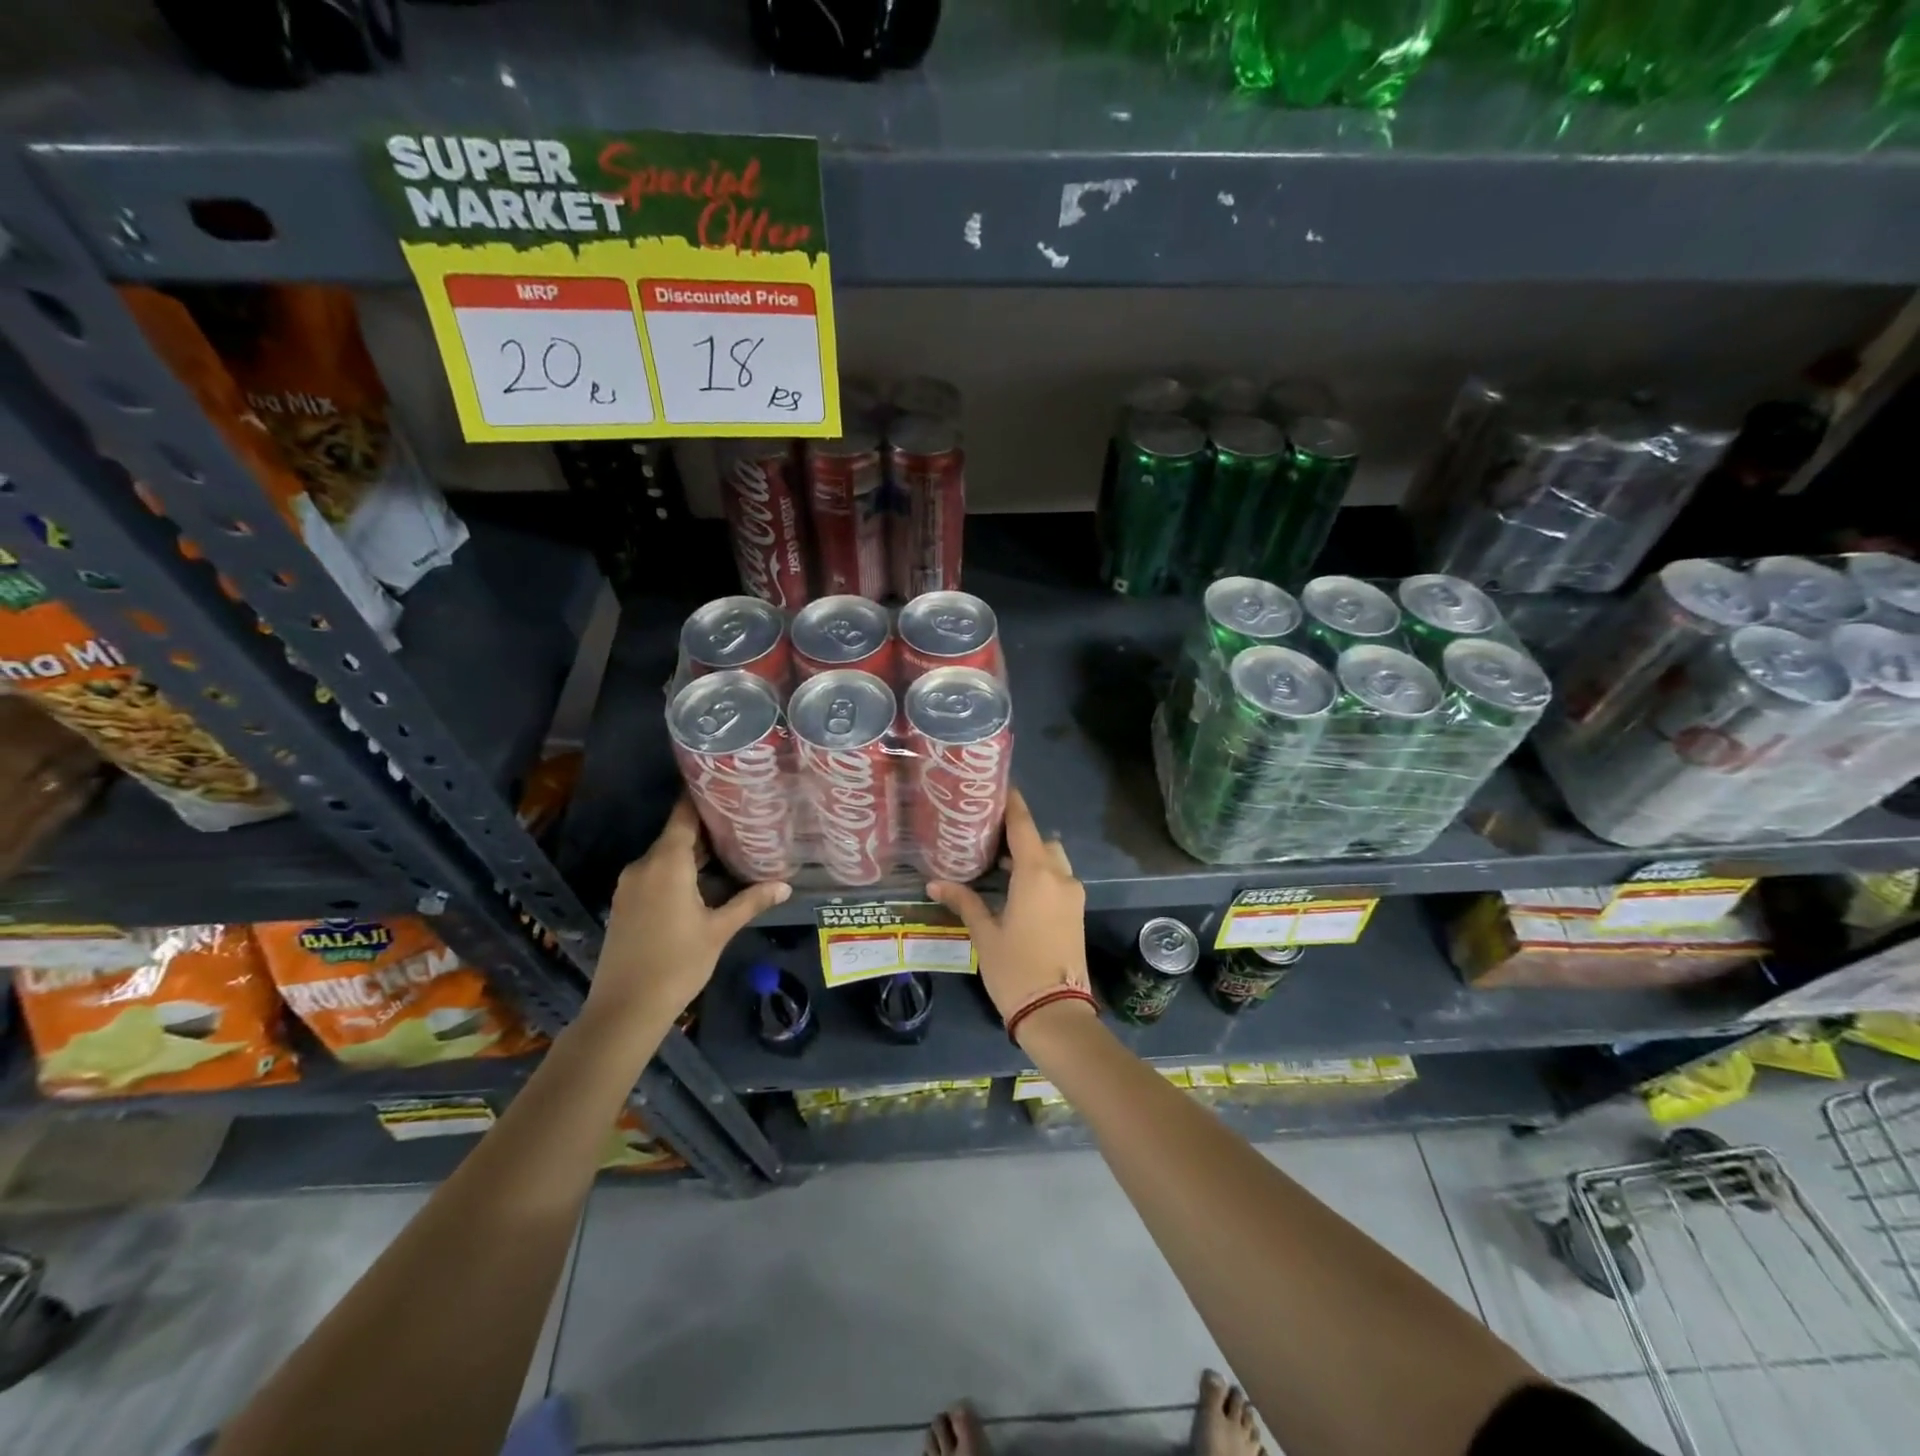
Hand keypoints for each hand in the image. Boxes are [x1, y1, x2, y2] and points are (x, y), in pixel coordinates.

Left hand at [588, 797, 789, 1030]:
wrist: (624, 1009)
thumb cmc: (677, 964)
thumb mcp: (719, 930)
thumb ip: (751, 901)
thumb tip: (785, 885)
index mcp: (666, 863)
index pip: (684, 816)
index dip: (702, 798)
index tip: (725, 785)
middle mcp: (644, 866)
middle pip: (677, 835)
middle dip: (708, 828)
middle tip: (743, 820)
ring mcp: (630, 885)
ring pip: (666, 856)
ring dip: (694, 853)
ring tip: (731, 848)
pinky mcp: (626, 903)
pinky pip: (655, 874)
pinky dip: (679, 871)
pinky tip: (704, 881)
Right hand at [927, 788, 1091, 1039]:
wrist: (1056, 1013)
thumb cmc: (1015, 969)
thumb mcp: (984, 933)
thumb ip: (964, 901)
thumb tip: (934, 883)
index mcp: (1036, 874)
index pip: (1024, 825)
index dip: (1012, 804)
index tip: (998, 787)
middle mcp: (1060, 877)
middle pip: (1041, 840)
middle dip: (1019, 835)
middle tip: (988, 838)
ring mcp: (1072, 895)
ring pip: (1053, 860)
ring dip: (1031, 857)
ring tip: (998, 865)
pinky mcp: (1076, 912)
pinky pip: (1058, 880)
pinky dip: (1040, 874)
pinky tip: (1015, 888)